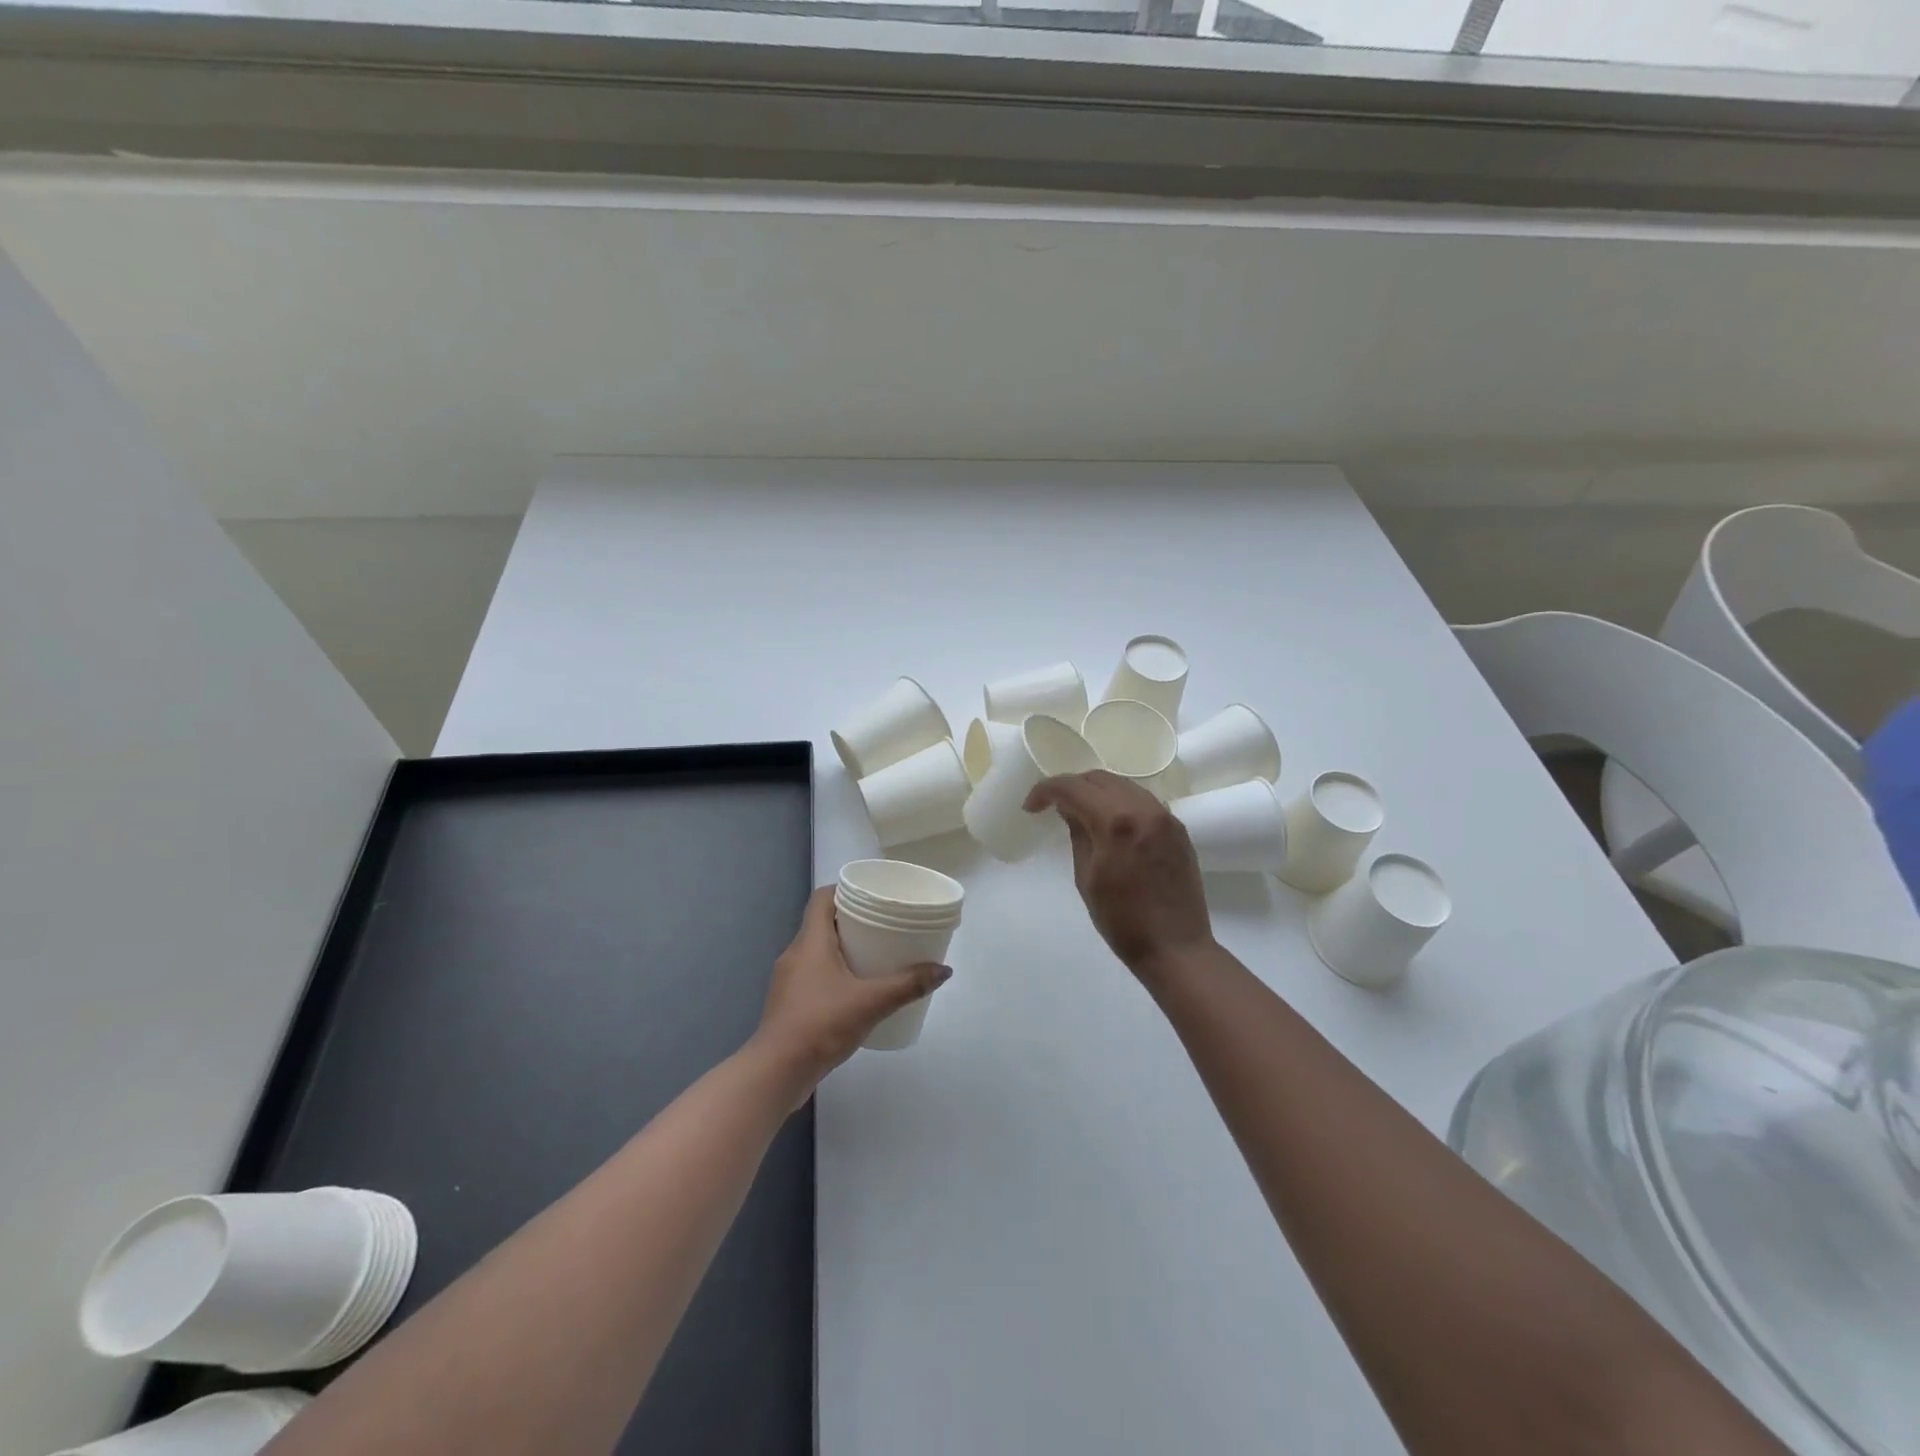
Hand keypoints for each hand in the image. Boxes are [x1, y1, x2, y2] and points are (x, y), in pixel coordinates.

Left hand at [754, 887, 951, 1092]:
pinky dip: (835, 972)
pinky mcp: (790, 1004)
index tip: (872, 895)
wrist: (777, 1072)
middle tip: (884, 924)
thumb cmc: (821, 1024)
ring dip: (844, 948)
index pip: (822, 898)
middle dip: (852, 920)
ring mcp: (789, 980)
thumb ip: (908, 985)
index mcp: (810, 942)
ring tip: (876, 956)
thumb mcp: (871, 1002)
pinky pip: (815, 975)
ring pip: (818, 950)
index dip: (844, 889)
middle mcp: (795, 954)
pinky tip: (857, 990)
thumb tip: (943, 970)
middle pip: (822, 922)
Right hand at [1024, 770, 1213, 972]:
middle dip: (1072, 786)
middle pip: (1100, 779)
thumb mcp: (1087, 878)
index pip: (1074, 788)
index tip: (1031, 807)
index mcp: (1116, 822)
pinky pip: (1143, 801)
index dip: (1046, 790)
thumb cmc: (1122, 921)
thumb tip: (1069, 809)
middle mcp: (1144, 809)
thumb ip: (1078, 835)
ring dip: (1097, 792)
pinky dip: (1121, 803)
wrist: (1176, 948)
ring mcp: (1166, 817)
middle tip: (1052, 806)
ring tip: (1079, 811)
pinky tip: (1110, 822)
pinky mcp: (1178, 829)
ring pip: (1124, 785)